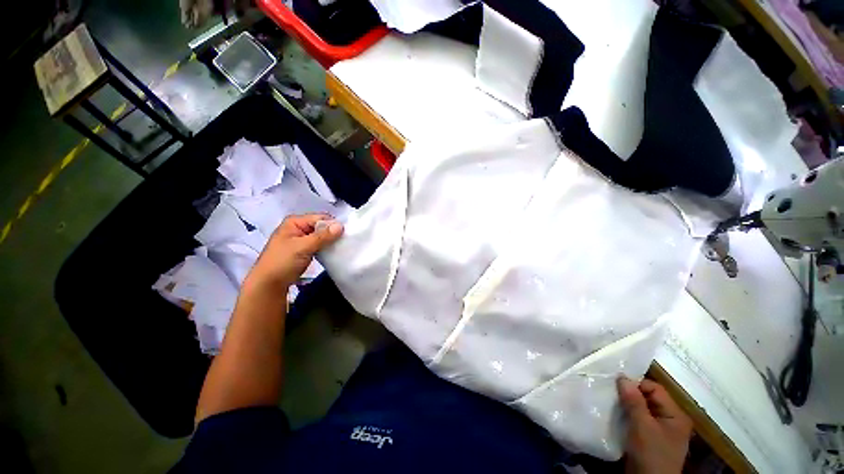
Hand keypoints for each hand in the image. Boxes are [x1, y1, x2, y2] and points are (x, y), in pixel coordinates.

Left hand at [244, 214, 343, 292]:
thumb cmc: (282, 262)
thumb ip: (322, 236)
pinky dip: (326, 247)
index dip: (333, 225)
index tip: (345, 234)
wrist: (269, 284)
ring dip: (330, 241)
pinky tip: (333, 252)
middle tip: (345, 241)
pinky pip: (319, 244)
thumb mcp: (303, 247)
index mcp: (295, 222)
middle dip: (333, 233)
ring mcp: (301, 239)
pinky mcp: (304, 250)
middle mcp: (298, 227)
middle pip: (321, 226)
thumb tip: (341, 226)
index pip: (320, 218)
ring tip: (341, 247)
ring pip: (321, 236)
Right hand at [617, 377, 692, 473]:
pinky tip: (616, 414)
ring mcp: (661, 430)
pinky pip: (639, 420)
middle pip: (649, 398)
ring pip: (642, 409)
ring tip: (611, 401)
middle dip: (630, 394)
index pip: (655, 389)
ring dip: (627, 405)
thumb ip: (634, 401)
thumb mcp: (642, 426)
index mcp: (675, 414)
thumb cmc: (651, 453)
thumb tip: (622, 376)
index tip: (615, 384)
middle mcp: (671, 419)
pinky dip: (628, 415)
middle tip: (611, 391)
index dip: (636, 384)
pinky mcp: (650, 438)